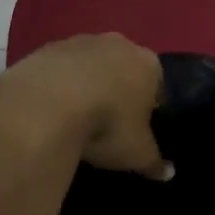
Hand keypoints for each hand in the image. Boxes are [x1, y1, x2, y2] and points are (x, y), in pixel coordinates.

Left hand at [0, 33, 171, 178]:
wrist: (46, 103)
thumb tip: (168, 173)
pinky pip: (59, 68)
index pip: (157, 83)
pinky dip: (57, 84)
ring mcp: (80, 41)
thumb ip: (154, 162)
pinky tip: (49, 109)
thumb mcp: (136, 152)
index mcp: (148, 64)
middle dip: (118, 89)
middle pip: (123, 68)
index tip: (137, 127)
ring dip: (86, 84)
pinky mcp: (46, 48)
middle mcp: (118, 44)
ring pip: (89, 65)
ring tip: (74, 117)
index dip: (149, 106)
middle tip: (107, 122)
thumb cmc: (107, 124)